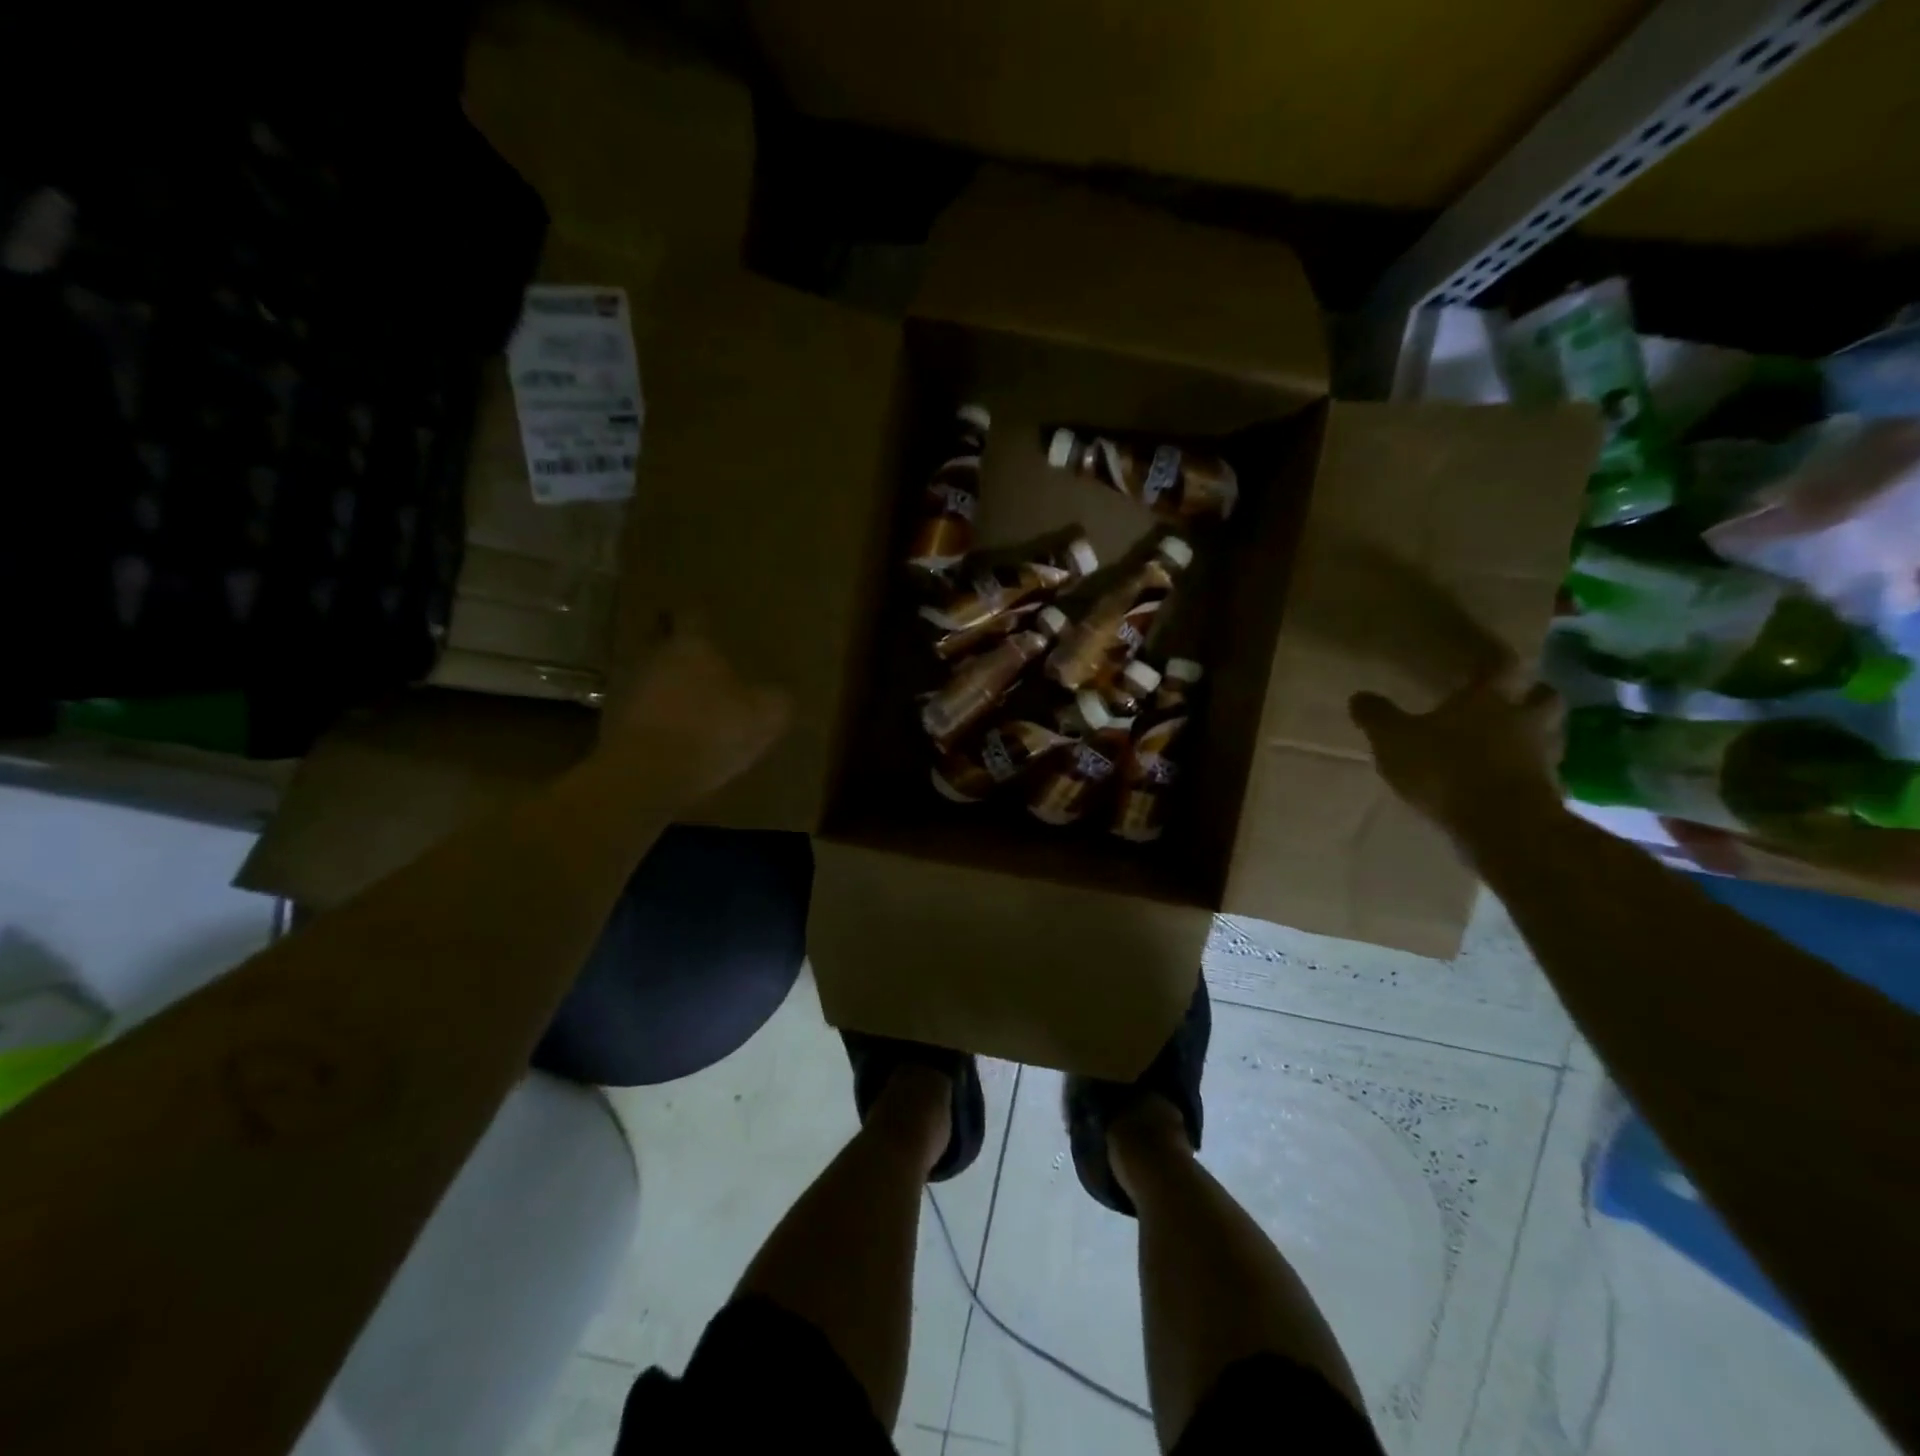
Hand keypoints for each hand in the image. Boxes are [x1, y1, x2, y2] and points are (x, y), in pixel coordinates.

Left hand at [597, 630, 789, 805]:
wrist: (647, 773)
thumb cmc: (711, 731)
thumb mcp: (765, 717)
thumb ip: (777, 700)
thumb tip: (780, 695)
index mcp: (693, 646)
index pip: (692, 616)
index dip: (700, 617)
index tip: (706, 619)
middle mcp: (657, 657)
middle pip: (664, 642)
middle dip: (679, 648)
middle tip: (698, 659)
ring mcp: (630, 689)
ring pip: (651, 675)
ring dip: (667, 684)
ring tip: (689, 700)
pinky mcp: (617, 722)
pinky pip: (642, 709)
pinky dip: (657, 716)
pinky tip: (675, 733)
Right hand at [1349, 671, 1565, 842]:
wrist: (1500, 823)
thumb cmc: (1444, 769)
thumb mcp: (1393, 740)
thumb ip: (1377, 717)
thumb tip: (1359, 696)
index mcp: (1487, 699)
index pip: (1500, 665)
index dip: (1494, 658)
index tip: (1486, 656)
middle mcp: (1522, 720)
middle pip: (1543, 695)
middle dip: (1532, 692)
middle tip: (1515, 696)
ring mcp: (1542, 756)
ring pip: (1550, 734)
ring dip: (1537, 733)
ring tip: (1513, 741)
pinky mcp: (1548, 791)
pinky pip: (1544, 773)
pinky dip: (1530, 773)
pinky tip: (1511, 781)